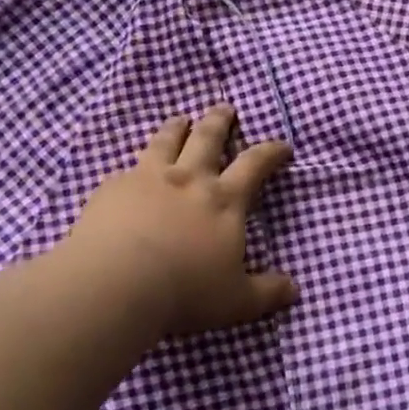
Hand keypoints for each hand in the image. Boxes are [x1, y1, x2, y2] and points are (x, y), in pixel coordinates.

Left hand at [54, 105, 295, 338]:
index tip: (282, 145)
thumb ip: (266, 294)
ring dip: (176, 127)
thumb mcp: (235, 301)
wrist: (115, 283)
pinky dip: (135, 166)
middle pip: (207, 138)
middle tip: (224, 108)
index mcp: (224, 200)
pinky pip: (127, 168)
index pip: (255, 164)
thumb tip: (294, 291)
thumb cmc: (184, 291)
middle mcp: (189, 179)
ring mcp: (148, 178)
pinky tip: (130, 171)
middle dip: (219, 121)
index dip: (271, 151)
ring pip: (166, 141)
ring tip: (179, 119)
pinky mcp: (113, 188)